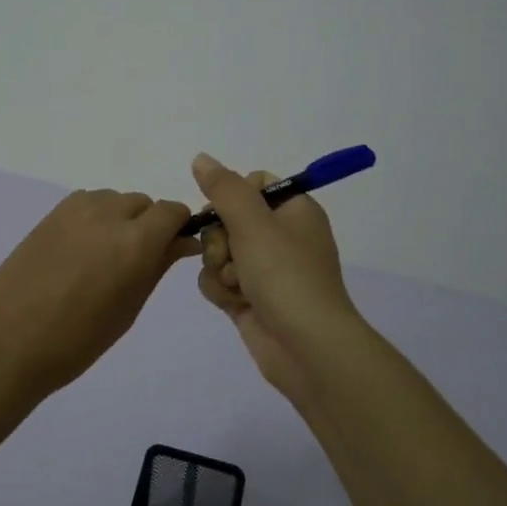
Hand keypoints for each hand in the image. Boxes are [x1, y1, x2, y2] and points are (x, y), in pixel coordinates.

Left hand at [0, 189, 200, 396]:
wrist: (6, 343)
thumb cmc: (77, 341)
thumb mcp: (128, 308)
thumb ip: (157, 267)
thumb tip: (182, 243)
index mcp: (135, 240)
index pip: (172, 211)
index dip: (178, 228)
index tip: (174, 250)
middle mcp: (108, 213)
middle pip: (143, 203)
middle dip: (149, 225)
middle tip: (137, 262)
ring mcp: (75, 209)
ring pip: (115, 200)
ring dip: (121, 219)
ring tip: (104, 258)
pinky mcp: (50, 213)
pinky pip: (88, 203)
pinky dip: (95, 218)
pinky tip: (81, 251)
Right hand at [191, 153, 361, 392]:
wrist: (305, 347)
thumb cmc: (285, 275)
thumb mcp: (253, 222)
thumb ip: (223, 188)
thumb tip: (201, 158)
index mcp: (294, 210)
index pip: (254, 183)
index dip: (232, 195)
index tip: (225, 211)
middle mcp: (282, 236)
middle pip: (229, 218)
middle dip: (219, 238)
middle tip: (230, 254)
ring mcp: (266, 270)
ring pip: (219, 251)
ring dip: (219, 267)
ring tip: (236, 285)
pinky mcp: (252, 298)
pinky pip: (220, 280)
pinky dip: (220, 289)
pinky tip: (232, 302)